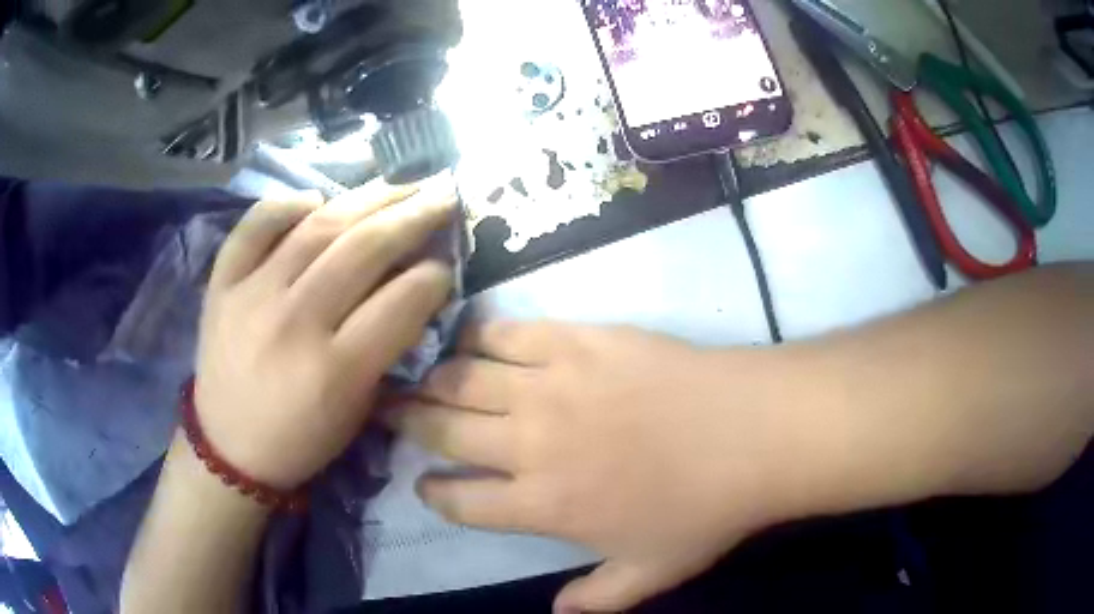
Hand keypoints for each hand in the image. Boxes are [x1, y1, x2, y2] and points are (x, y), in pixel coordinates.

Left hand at [195, 180, 456, 489]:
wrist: (229, 449)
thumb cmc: (302, 439)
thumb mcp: (358, 409)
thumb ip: (386, 348)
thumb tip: (413, 286)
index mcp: (335, 370)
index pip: (400, 302)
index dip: (434, 276)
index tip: (447, 265)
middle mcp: (293, 323)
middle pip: (363, 250)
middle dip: (413, 217)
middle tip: (442, 195)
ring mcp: (251, 296)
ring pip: (316, 228)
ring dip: (366, 199)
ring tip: (399, 183)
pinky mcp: (221, 285)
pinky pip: (253, 228)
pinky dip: (284, 205)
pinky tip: (315, 198)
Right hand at [391, 322, 826, 612]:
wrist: (751, 433)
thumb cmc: (705, 510)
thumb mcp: (651, 573)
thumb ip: (598, 599)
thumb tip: (556, 612)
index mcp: (542, 504)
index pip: (461, 501)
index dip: (435, 494)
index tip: (425, 485)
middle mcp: (529, 442)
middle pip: (444, 430)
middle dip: (407, 422)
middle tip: (389, 411)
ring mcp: (549, 385)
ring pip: (463, 376)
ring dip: (433, 378)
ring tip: (419, 376)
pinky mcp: (578, 339)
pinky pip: (510, 332)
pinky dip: (481, 335)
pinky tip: (469, 336)